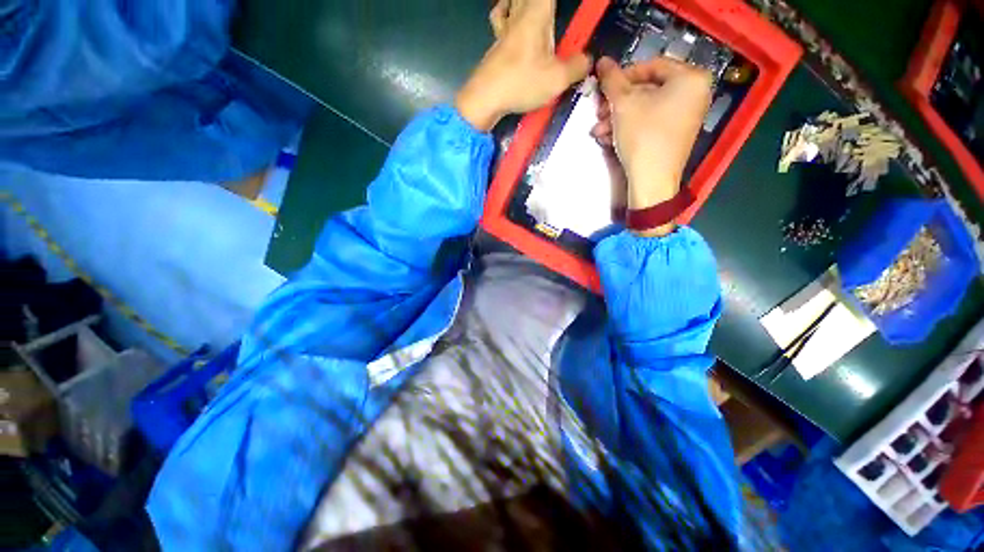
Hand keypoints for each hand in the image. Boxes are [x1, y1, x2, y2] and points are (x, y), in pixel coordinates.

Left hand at [455, 0, 591, 131]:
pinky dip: (504, 14)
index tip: (570, 6)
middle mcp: (518, 15)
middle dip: (539, 1)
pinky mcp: (494, 47)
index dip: (558, 1)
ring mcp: (503, 30)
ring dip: (516, 2)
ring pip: (508, 3)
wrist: (485, 98)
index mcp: (537, 14)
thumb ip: (576, 67)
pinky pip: (500, 20)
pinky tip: (508, 23)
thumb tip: (587, 59)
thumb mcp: (557, 79)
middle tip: (547, 9)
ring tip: (526, 7)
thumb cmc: (521, 83)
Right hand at [591, 57, 712, 231]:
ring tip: (598, 131)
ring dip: (617, 118)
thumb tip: (602, 61)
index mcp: (690, 78)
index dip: (623, 75)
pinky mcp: (675, 135)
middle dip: (617, 104)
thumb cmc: (643, 136)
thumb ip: (612, 79)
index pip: (652, 65)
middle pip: (647, 90)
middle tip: (598, 113)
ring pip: (645, 109)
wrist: (652, 181)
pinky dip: (628, 128)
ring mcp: (686, 116)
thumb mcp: (623, 104)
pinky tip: (608, 138)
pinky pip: (650, 123)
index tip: (603, 88)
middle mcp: (694, 94)